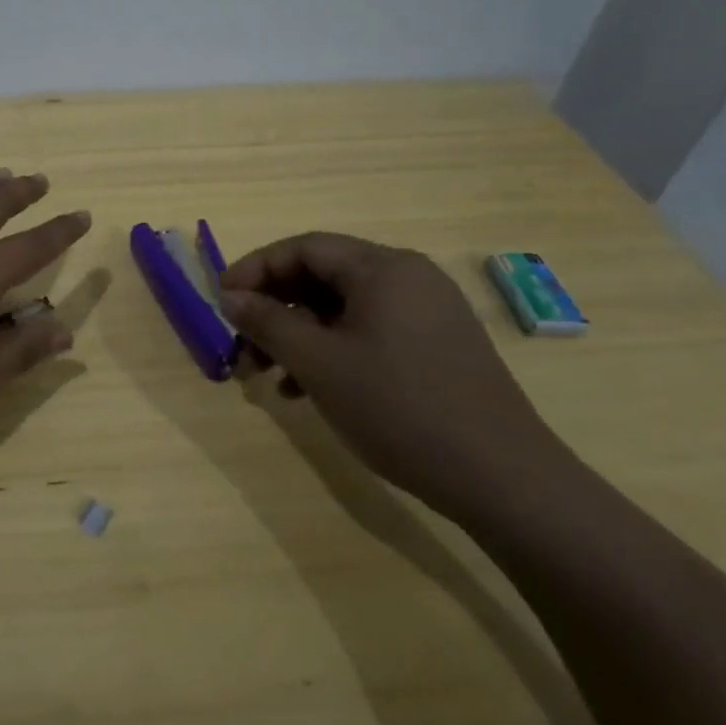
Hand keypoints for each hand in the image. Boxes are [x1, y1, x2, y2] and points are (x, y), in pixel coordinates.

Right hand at [218, 233, 571, 520]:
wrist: (503, 477)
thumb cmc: (400, 408)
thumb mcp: (320, 364)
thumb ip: (268, 323)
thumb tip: (231, 297)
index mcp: (382, 268)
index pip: (304, 247)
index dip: (256, 269)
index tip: (222, 301)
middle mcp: (408, 277)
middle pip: (323, 276)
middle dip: (275, 308)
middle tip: (242, 345)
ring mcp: (428, 311)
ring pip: (344, 308)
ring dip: (300, 334)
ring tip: (269, 375)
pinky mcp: (437, 345)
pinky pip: (370, 331)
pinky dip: (333, 350)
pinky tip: (309, 390)